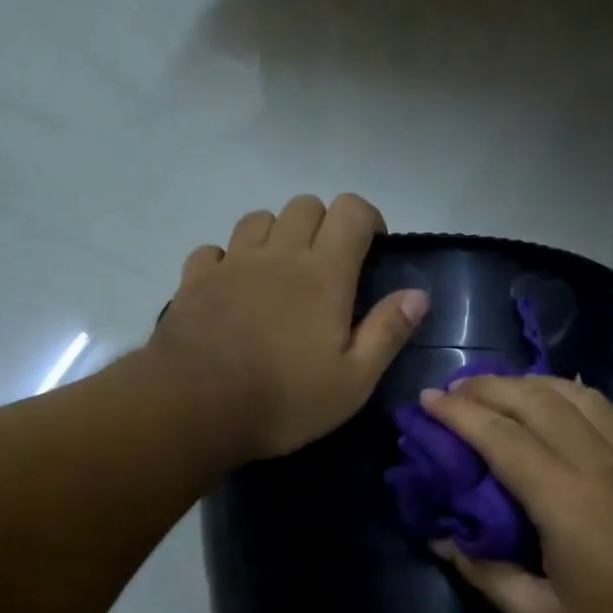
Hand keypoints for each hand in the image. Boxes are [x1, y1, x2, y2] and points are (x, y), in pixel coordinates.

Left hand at [150, 194, 428, 458]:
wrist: (196, 407)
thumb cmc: (284, 399)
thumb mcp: (353, 381)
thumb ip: (387, 332)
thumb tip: (418, 294)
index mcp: (323, 273)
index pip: (351, 211)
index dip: (368, 219)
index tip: (373, 249)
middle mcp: (278, 254)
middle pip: (305, 205)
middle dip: (324, 225)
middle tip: (328, 267)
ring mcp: (232, 263)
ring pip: (259, 219)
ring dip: (276, 235)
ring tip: (280, 274)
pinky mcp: (195, 280)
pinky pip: (214, 250)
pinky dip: (228, 259)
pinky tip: (232, 288)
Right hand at [422, 375, 612, 612]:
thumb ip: (485, 574)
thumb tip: (442, 539)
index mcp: (564, 498)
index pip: (500, 436)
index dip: (458, 414)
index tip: (425, 400)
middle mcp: (598, 463)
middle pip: (536, 401)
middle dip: (488, 387)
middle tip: (453, 390)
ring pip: (576, 396)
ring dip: (531, 383)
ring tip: (499, 389)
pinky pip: (610, 412)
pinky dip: (575, 396)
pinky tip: (561, 404)